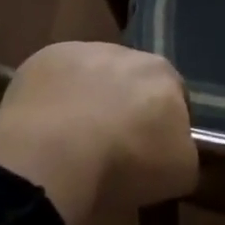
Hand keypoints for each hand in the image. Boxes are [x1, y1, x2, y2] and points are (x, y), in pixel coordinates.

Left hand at [0, 43, 197, 224]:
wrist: (55, 155)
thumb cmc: (127, 163)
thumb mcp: (181, 172)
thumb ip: (184, 152)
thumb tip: (176, 150)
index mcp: (164, 74)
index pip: (174, 97)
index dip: (163, 126)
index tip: (151, 153)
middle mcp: (126, 52)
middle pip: (131, 82)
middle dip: (125, 107)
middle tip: (112, 147)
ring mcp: (80, 52)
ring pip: (91, 77)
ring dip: (88, 99)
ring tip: (73, 141)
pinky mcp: (40, 60)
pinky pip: (54, 82)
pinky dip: (53, 101)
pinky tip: (45, 130)